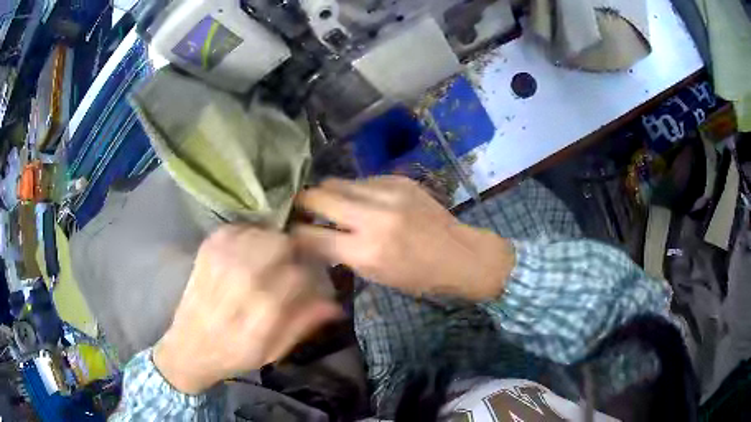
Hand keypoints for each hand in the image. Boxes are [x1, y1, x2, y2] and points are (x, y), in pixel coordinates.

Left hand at [153, 226, 340, 394]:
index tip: (307, 281)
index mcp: (263, 311)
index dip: (309, 274)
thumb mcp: (275, 350)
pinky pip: (236, 228)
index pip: (299, 274)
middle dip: (292, 252)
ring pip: (260, 232)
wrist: (190, 347)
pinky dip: (247, 235)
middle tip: (288, 264)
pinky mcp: (207, 251)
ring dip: (270, 242)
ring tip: (268, 258)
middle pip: (280, 244)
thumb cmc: (235, 354)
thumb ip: (303, 323)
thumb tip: (333, 303)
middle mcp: (242, 281)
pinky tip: (247, 251)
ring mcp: (221, 261)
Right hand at [293, 176, 514, 300]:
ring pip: (338, 182)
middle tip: (303, 209)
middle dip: (304, 202)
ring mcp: (388, 192)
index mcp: (366, 250)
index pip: (312, 235)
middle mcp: (374, 216)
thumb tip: (313, 237)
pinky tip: (363, 202)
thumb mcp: (375, 274)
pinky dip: (355, 191)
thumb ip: (341, 253)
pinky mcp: (400, 180)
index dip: (296, 233)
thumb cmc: (418, 276)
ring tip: (333, 204)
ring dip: (330, 194)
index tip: (291, 232)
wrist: (460, 254)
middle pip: (319, 195)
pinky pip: (363, 180)